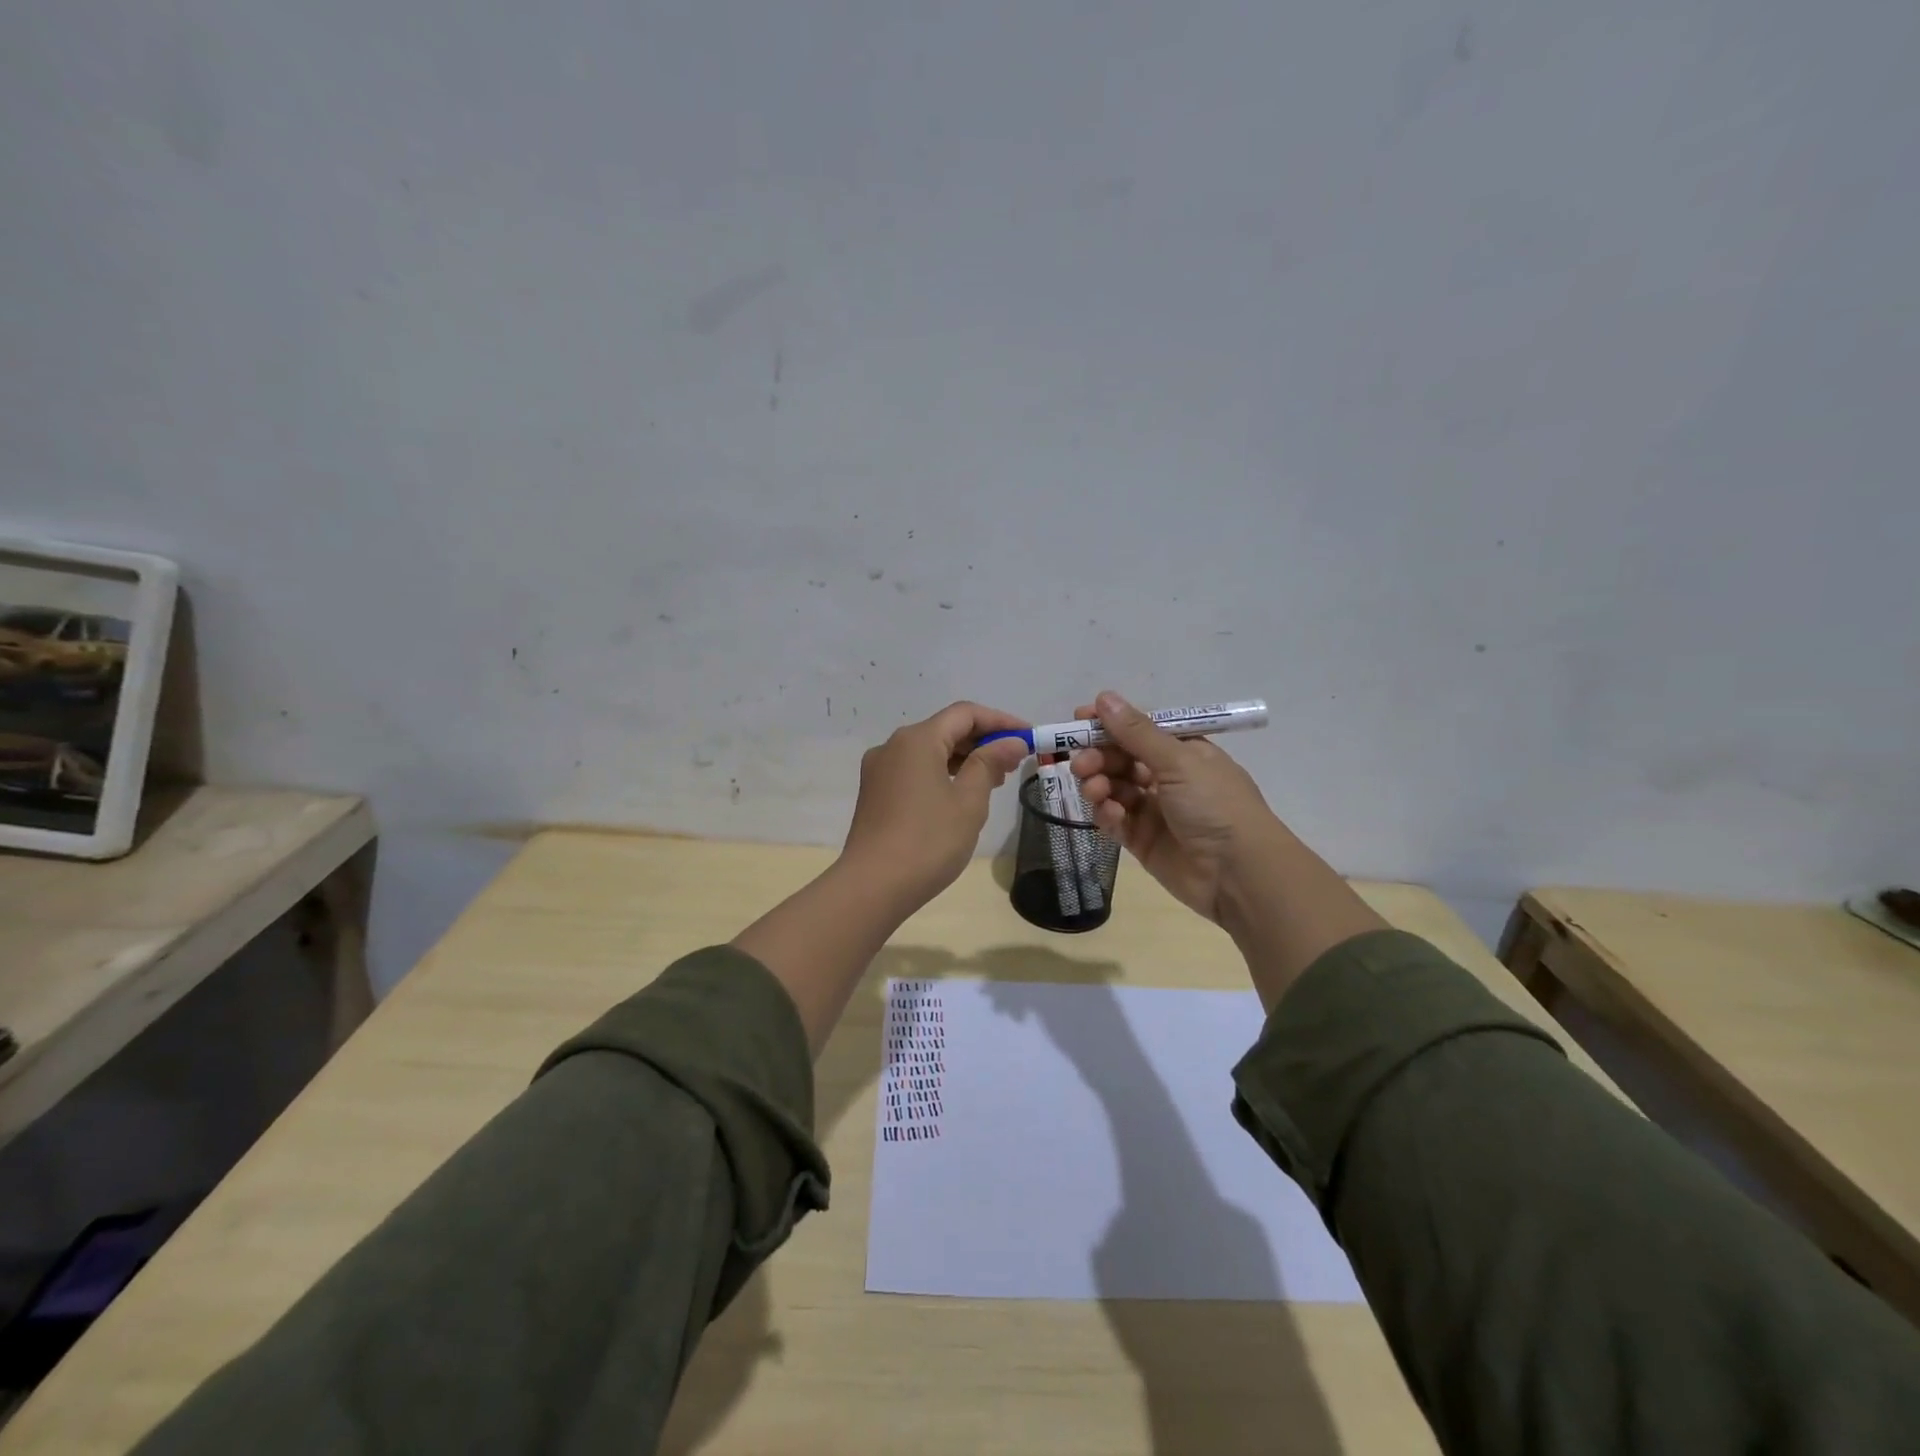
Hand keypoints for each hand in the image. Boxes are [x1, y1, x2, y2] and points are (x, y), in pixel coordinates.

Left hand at [841, 701, 1030, 912]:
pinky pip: (914, 769)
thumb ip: (990, 764)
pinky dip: (941, 773)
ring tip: (994, 780)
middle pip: (944, 729)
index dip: (1000, 721)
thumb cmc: (928, 841)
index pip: (965, 714)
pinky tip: (959, 794)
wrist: (872, 886)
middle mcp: (893, 746)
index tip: (1028, 736)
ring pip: (929, 750)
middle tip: (1015, 762)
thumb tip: (1011, 742)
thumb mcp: (968, 801)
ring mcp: (879, 769)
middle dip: (982, 740)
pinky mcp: (875, 792)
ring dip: (962, 758)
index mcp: (917, 740)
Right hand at [1070, 690, 1283, 927]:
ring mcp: (1154, 810)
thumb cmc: (1215, 805)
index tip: (1078, 720)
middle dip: (1098, 757)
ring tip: (1094, 790)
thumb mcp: (1178, 761)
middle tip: (1081, 763)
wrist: (1239, 873)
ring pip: (1114, 788)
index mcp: (1183, 751)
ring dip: (1099, 784)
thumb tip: (1105, 697)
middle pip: (1121, 759)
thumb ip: (1137, 733)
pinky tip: (1111, 815)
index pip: (1139, 730)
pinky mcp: (1142, 840)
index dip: (1110, 724)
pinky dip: (1108, 814)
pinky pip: (1115, 820)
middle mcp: (1168, 777)